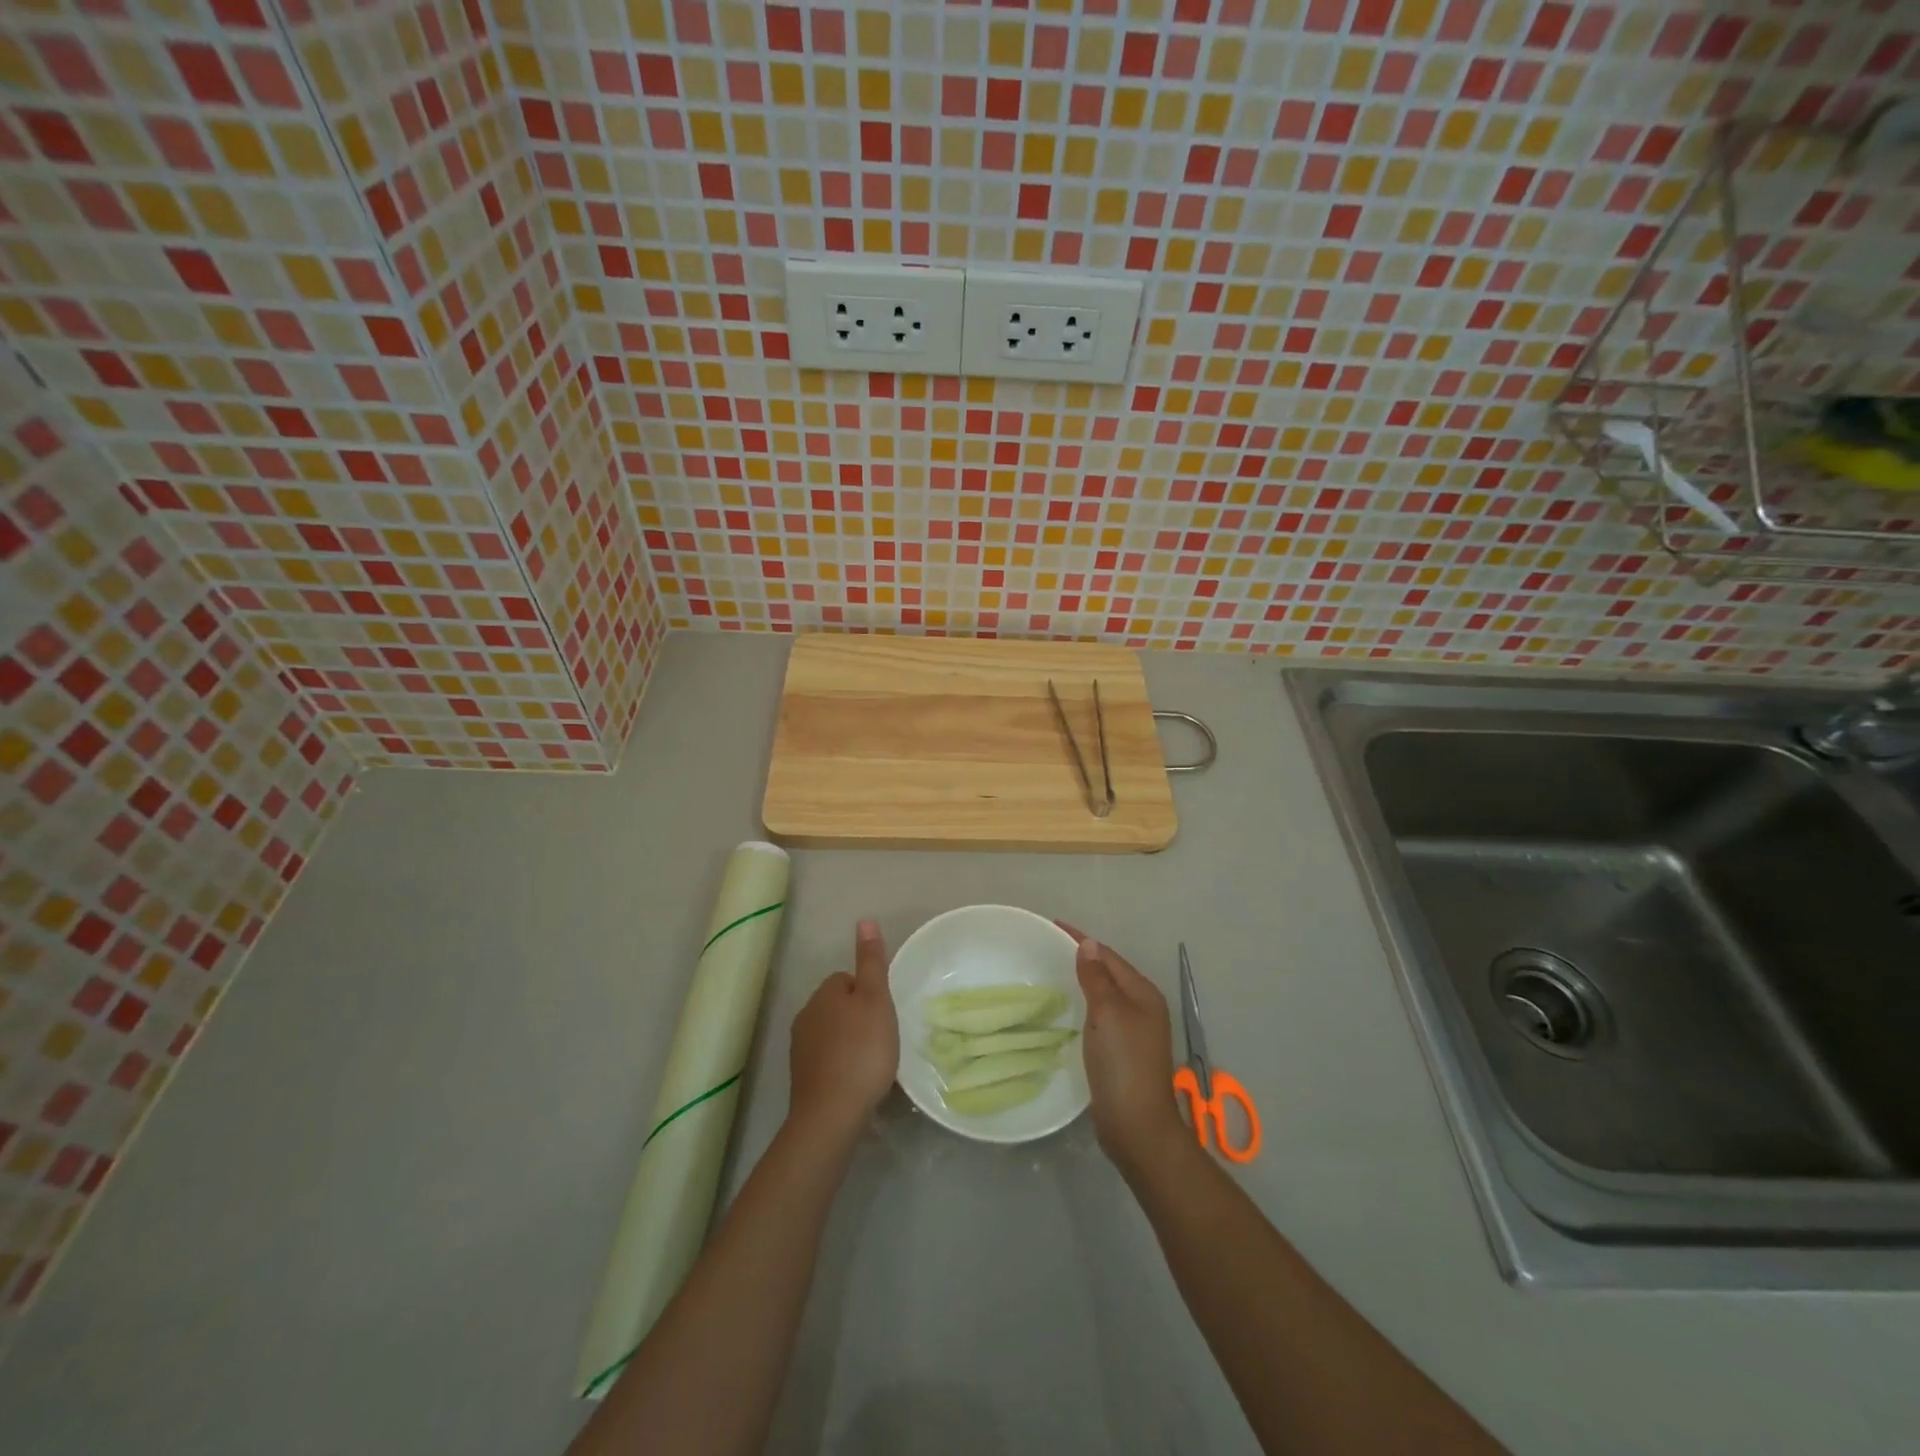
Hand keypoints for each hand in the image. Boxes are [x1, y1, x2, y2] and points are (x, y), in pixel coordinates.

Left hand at [787, 919, 898, 1141]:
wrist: (831, 1114)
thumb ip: (871, 961)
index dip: (869, 993)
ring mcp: (800, 1049)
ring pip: (833, 1034)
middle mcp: (806, 1015)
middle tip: (883, 1039)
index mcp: (824, 993)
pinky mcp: (802, 1078)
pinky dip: (842, 1066)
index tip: (885, 1014)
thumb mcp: (876, 1000)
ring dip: (851, 1043)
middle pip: (839, 1006)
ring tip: (874, 1063)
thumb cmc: (862, 1051)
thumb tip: (864, 919)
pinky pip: (828, 1061)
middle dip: (859, 1018)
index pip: (848, 979)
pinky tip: (858, 1082)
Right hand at [1058, 924, 1191, 1178]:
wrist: (1136, 1125)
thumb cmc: (1123, 1063)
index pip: (1108, 956)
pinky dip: (1083, 1006)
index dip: (1081, 940)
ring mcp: (1134, 1031)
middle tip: (1046, 949)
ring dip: (1082, 982)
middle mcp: (1142, 1008)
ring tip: (1051, 974)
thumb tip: (1089, 944)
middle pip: (1108, 973)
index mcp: (1143, 993)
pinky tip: (1065, 1010)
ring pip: (1104, 995)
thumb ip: (1096, 978)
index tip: (1051, 927)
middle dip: (1081, 958)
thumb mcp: (1107, 1013)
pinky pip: (1100, 1016)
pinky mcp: (1122, 1052)